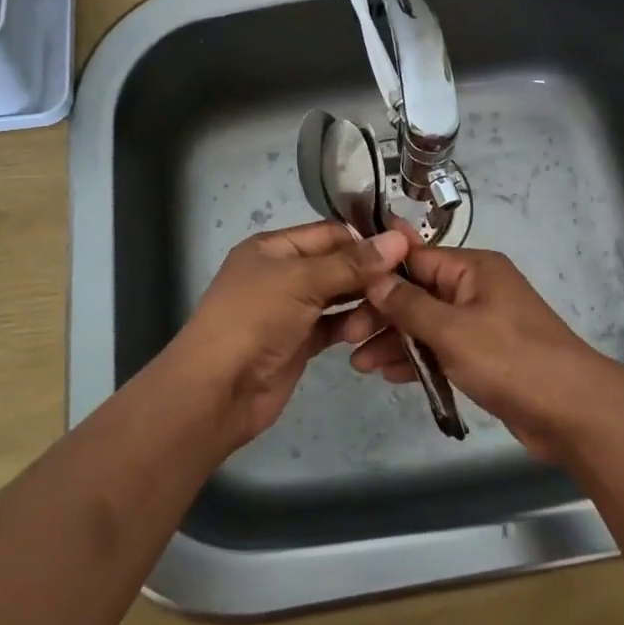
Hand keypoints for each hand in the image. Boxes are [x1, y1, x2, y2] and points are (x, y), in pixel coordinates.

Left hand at [167, 222, 407, 445]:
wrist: (217, 391)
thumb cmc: (254, 319)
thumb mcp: (302, 281)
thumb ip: (351, 263)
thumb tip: (399, 239)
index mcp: (274, 247)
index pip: (330, 233)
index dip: (365, 240)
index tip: (406, 250)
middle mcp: (283, 273)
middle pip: (337, 265)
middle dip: (368, 274)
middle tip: (405, 286)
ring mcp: (291, 309)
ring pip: (339, 297)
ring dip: (362, 304)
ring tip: (383, 316)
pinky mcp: (299, 342)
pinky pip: (333, 326)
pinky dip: (351, 327)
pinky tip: (369, 332)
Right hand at [344, 235, 623, 462]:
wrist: (574, 412)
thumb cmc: (511, 360)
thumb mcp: (452, 330)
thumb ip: (409, 304)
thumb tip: (375, 275)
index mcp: (473, 269)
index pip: (416, 259)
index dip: (379, 274)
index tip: (344, 291)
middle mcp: (476, 288)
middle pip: (418, 293)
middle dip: (383, 314)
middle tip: (346, 338)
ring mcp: (481, 323)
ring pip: (427, 324)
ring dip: (395, 341)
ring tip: (359, 364)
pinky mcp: (485, 355)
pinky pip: (442, 349)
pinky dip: (418, 359)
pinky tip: (389, 374)